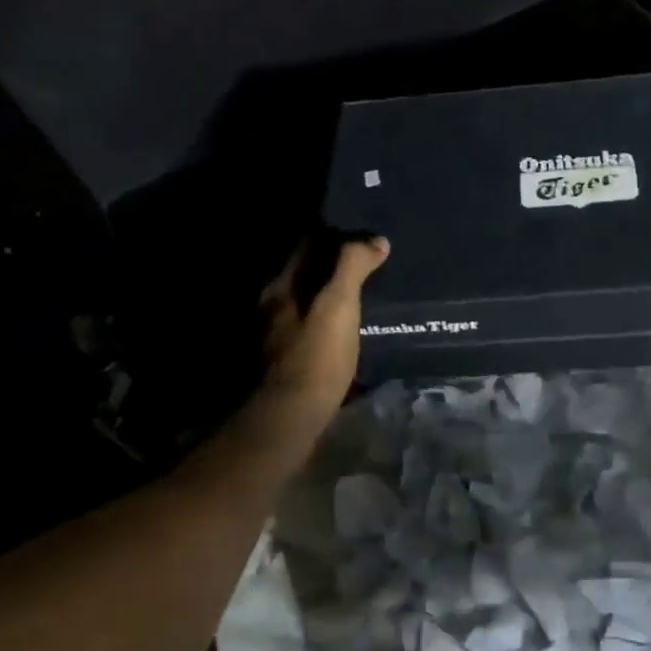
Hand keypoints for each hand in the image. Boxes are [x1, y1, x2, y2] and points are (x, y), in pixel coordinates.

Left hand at [256, 236, 389, 422]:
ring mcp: (281, 337)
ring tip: (368, 294)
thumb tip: (376, 240)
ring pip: (311, 304)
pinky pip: (317, 329)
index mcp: (280, 289)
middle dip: (335, 267)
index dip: (334, 236)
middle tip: (371, 263)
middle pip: (307, 275)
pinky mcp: (293, 362)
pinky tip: (354, 327)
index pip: (306, 247)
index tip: (363, 233)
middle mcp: (274, 308)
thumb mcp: (339, 305)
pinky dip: (334, 322)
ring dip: (334, 296)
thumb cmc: (316, 355)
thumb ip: (353, 267)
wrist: (295, 416)